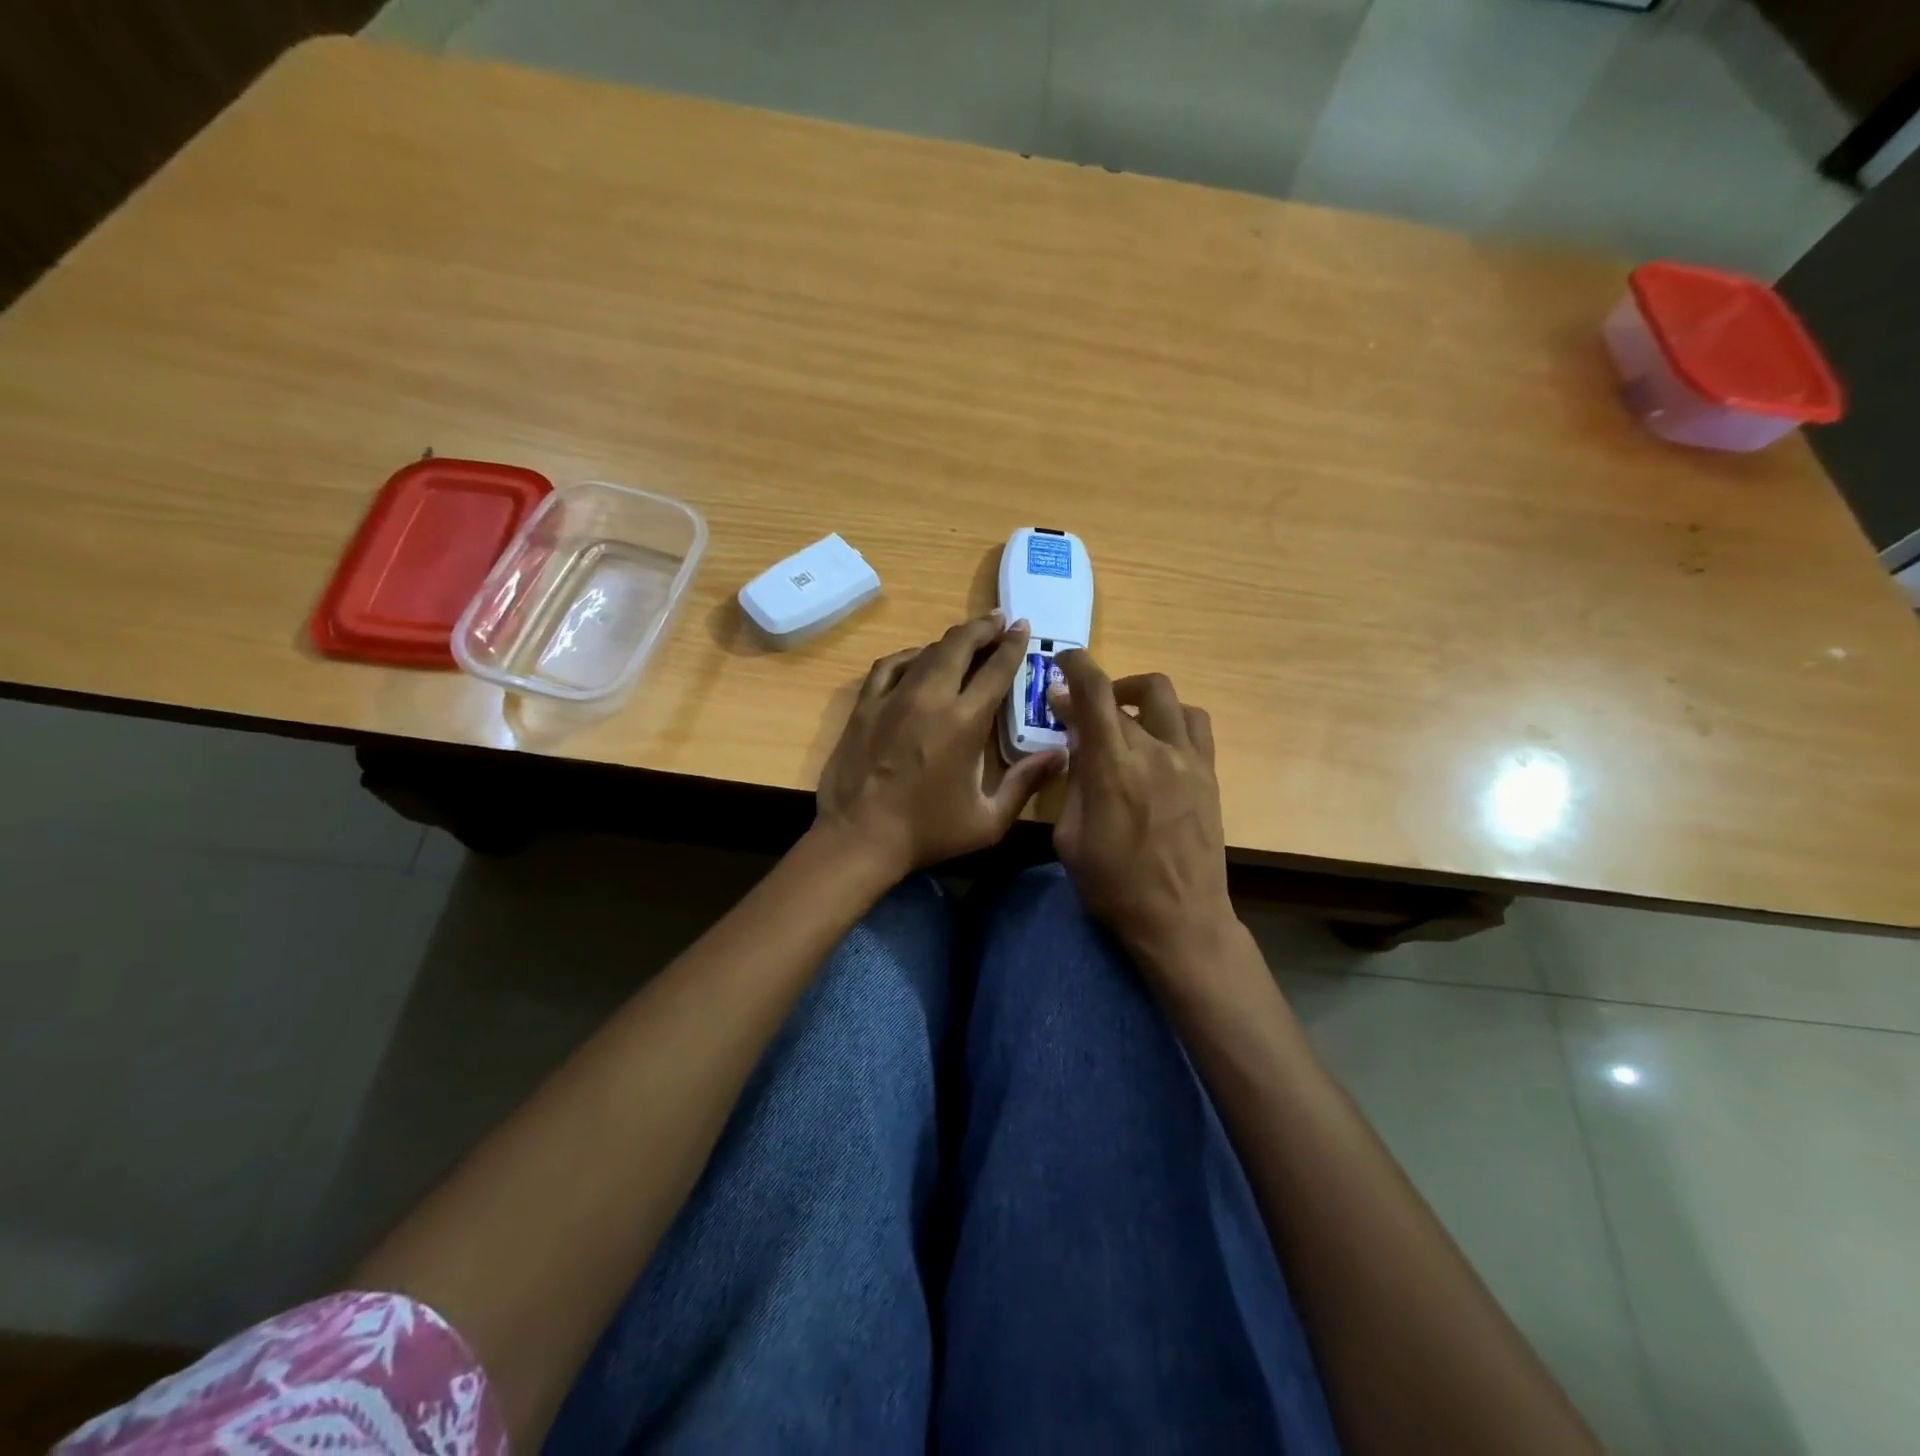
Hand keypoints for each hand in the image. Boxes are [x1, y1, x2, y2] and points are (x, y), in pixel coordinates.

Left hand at [816, 611, 1062, 878]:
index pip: (995, 669)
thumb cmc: (927, 832)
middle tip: (998, 621)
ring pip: (926, 651)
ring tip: (966, 639)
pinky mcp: (865, 705)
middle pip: (959, 646)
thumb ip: (1025, 783)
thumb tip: (1061, 755)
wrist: (858, 838)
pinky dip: (909, 655)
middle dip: (983, 628)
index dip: (1013, 645)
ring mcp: (892, 697)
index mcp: (964, 722)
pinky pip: (890, 665)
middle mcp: (929, 698)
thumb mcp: (988, 820)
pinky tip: (918, 658)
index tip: (1022, 628)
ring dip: (950, 640)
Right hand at [1050, 651, 1235, 971]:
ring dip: (1137, 694)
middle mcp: (1154, 749)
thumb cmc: (1112, 885)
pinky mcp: (1209, 773)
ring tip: (1122, 715)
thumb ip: (1072, 782)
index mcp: (1112, 766)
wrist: (1179, 918)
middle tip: (1078, 709)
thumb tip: (1076, 744)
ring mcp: (1188, 759)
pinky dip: (1171, 716)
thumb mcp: (1069, 836)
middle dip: (1095, 689)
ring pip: (1166, 697)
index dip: (1076, 666)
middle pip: (1124, 693)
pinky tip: (1157, 738)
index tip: (1062, 661)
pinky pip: (1195, 723)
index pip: (1094, 693)